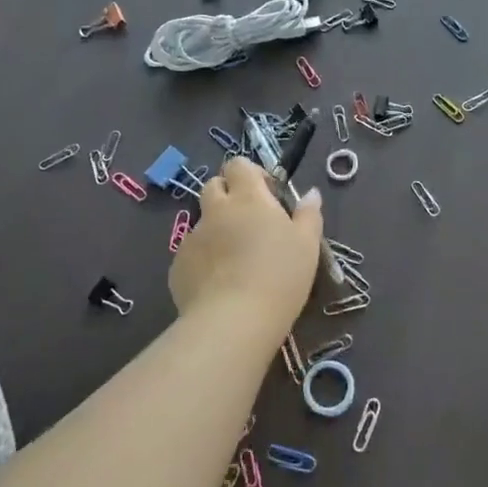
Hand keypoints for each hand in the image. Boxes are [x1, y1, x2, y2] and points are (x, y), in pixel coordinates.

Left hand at [168, 157, 322, 330]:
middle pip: (213, 185)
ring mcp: (192, 237)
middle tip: (249, 222)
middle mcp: (216, 210)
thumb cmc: (279, 276)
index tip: (268, 195)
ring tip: (235, 260)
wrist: (233, 322)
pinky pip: (192, 252)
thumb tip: (310, 193)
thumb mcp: (307, 245)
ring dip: (217, 230)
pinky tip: (219, 284)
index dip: (251, 174)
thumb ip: (309, 214)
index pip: (238, 164)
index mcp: (247, 197)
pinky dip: (204, 259)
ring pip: (202, 222)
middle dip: (228, 195)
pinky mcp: (177, 266)